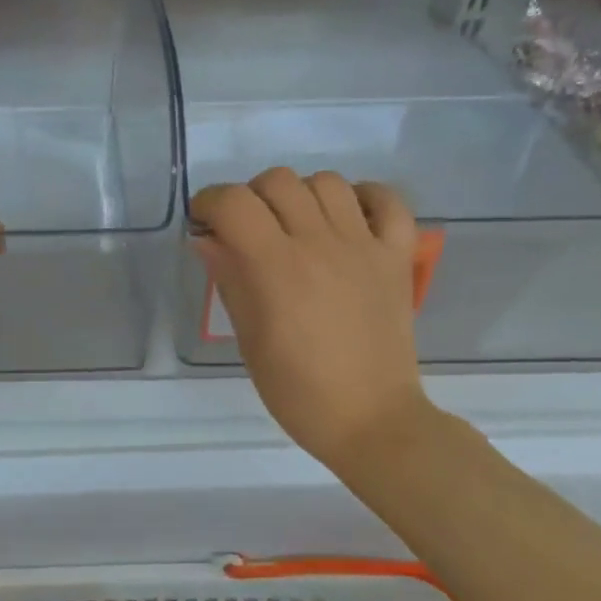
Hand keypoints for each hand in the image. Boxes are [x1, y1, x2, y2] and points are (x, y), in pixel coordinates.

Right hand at [192, 169, 431, 470]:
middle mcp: (320, 243)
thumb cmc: (298, 391)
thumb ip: (230, 281)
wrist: (371, 419)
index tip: (204, 223)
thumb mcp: (250, 340)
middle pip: (278, 181)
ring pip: (327, 182)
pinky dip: (364, 197)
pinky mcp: (397, 257)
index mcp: (276, 268)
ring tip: (293, 224)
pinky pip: (388, 202)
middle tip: (246, 229)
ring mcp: (364, 246)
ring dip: (299, 194)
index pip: (235, 203)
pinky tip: (346, 219)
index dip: (210, 203)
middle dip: (250, 196)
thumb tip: (207, 240)